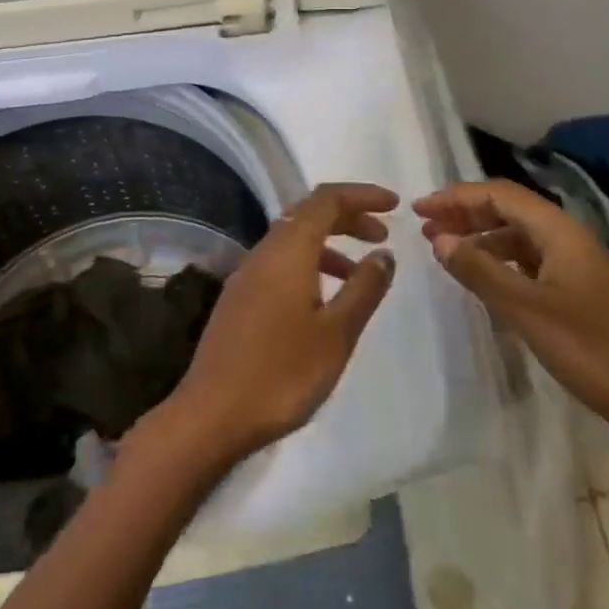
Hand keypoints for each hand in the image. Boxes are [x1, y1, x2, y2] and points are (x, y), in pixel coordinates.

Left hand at [142, 183, 398, 467]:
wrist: (213, 413)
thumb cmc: (282, 372)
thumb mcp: (336, 333)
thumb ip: (363, 289)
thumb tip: (384, 253)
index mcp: (288, 249)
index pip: (326, 199)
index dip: (361, 195)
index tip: (394, 204)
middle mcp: (265, 251)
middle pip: (309, 214)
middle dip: (348, 216)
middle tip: (383, 234)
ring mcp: (248, 273)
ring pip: (294, 239)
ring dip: (330, 244)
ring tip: (362, 273)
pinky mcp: (241, 297)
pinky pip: (281, 262)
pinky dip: (310, 264)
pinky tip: (325, 299)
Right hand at [415, 179, 608, 467]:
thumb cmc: (593, 350)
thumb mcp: (527, 310)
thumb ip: (479, 270)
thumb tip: (438, 238)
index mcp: (559, 231)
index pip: (498, 194)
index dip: (455, 197)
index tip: (418, 209)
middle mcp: (567, 239)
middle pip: (508, 210)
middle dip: (465, 214)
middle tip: (425, 228)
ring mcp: (575, 267)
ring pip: (517, 237)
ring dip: (480, 238)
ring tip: (445, 252)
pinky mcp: (577, 294)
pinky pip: (528, 263)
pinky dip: (499, 263)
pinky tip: (482, 280)